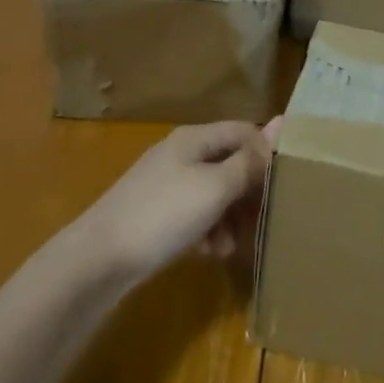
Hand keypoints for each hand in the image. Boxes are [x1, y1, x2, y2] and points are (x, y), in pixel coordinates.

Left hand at [78, 119, 280, 281]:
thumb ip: (250, 160)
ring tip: (236, 243)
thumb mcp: (216, 187)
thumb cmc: (163, 214)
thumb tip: (283, 122)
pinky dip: (209, 229)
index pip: (244, 132)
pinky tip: (212, 252)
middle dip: (249, 190)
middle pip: (230, 163)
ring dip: (231, 215)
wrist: (98, 260)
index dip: (266, 152)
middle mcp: (181, 154)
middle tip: (266, 217)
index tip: (286, 182)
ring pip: (214, 192)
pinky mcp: (156, 214)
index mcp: (195, 139)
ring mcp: (166, 185)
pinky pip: (195, 214)